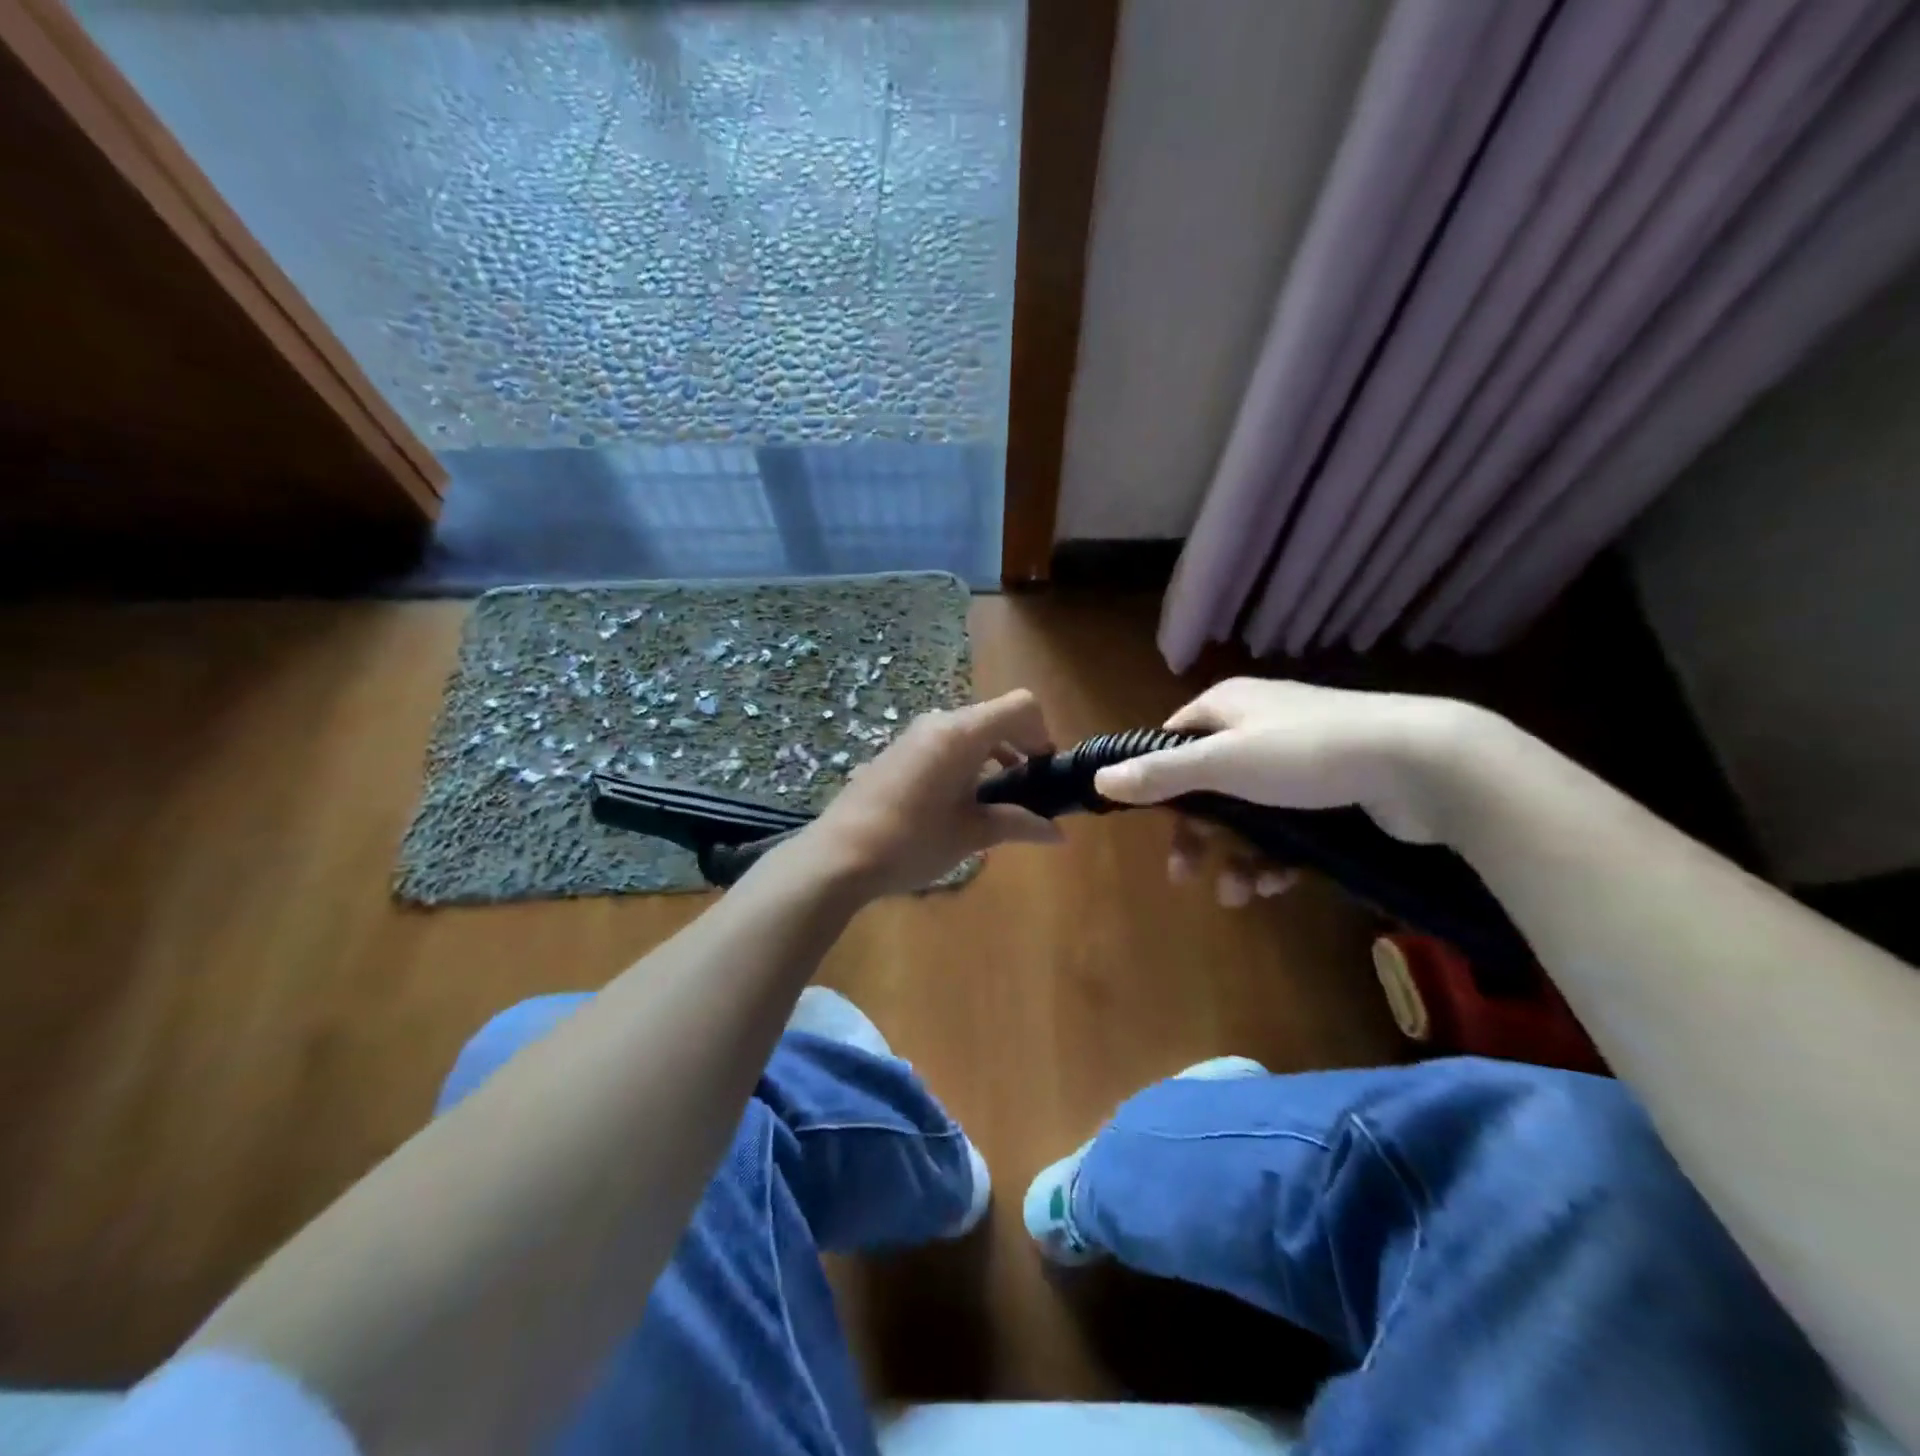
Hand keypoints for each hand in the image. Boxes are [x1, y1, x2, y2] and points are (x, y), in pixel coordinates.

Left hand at [803, 689, 1063, 897]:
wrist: (838, 856)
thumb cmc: (912, 843)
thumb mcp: (971, 835)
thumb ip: (1018, 824)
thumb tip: (1058, 834)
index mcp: (961, 734)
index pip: (1020, 706)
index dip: (1041, 733)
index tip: (1043, 771)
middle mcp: (938, 723)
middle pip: (995, 717)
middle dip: (1019, 746)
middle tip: (1026, 791)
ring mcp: (913, 735)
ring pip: (969, 730)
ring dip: (992, 755)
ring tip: (994, 801)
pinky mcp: (897, 751)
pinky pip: (944, 742)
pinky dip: (965, 760)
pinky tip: (957, 801)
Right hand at [1092, 678, 1489, 902]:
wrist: (1421, 764)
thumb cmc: (1306, 754)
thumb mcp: (1224, 763)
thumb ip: (1161, 774)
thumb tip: (1100, 778)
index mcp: (1227, 707)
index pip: (1173, 741)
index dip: (1158, 784)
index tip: (1154, 824)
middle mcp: (1257, 726)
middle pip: (1207, 785)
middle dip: (1199, 835)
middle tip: (1186, 875)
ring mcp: (1295, 759)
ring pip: (1247, 813)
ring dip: (1236, 856)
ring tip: (1239, 894)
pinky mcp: (1329, 790)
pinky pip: (1285, 826)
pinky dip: (1275, 857)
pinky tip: (1277, 885)